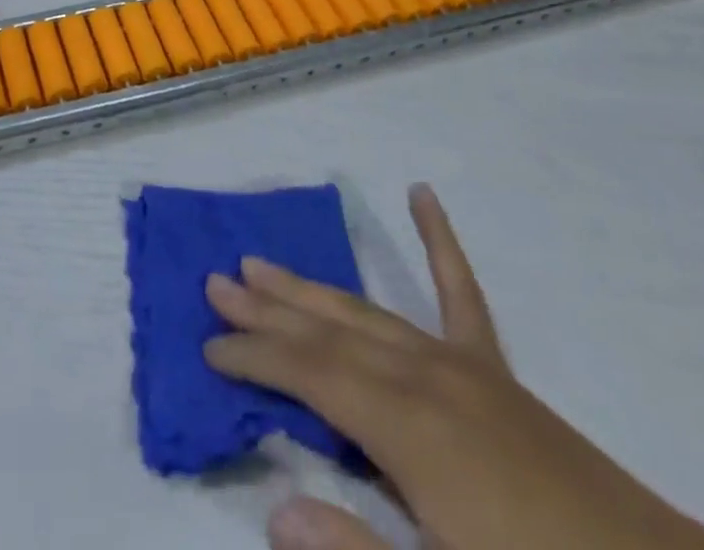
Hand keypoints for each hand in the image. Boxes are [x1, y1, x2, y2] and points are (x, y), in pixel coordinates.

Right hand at [204, 185, 703, 549]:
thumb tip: (274, 509)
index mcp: (408, 427)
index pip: (309, 374)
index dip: (254, 357)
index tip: (208, 347)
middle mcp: (426, 377)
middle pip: (328, 332)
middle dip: (268, 307)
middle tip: (217, 281)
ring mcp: (463, 366)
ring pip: (368, 312)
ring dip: (311, 288)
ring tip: (262, 261)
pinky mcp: (496, 372)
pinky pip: (461, 293)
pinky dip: (439, 241)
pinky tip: (422, 195)